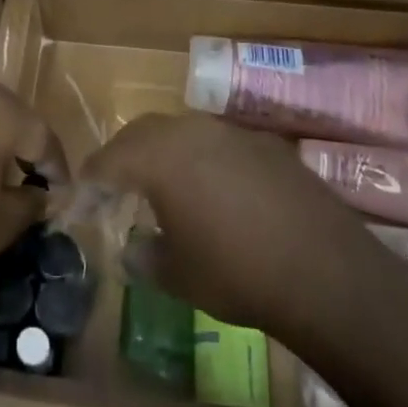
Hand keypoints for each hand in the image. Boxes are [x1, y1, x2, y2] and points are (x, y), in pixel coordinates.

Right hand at [82, 112, 371, 335]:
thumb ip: (145, 257)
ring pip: (184, 132)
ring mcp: (234, 134)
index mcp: (160, 156)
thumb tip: (133, 250)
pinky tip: (216, 192)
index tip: (80, 198)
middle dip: (124, 156)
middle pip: (144, 133)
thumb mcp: (178, 275)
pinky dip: (204, 161)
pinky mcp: (268, 145)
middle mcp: (192, 131)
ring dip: (166, 154)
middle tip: (115, 185)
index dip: (91, 180)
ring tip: (164, 187)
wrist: (327, 273)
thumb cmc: (237, 273)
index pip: (110, 159)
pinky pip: (221, 144)